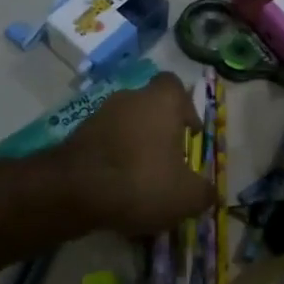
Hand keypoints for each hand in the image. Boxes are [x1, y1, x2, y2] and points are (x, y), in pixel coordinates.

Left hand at [56, 73, 214, 235]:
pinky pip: (104, 144)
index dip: (185, 108)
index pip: (175, 86)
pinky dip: (113, 160)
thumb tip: (209, 192)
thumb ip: (203, 192)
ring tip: (141, 181)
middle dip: (159, 132)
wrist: (74, 190)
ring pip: (126, 126)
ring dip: (135, 147)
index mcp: (161, 101)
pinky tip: (117, 189)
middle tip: (168, 163)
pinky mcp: (77, 135)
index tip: (190, 133)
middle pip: (150, 107)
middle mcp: (130, 98)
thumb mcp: (186, 196)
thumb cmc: (141, 181)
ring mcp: (99, 114)